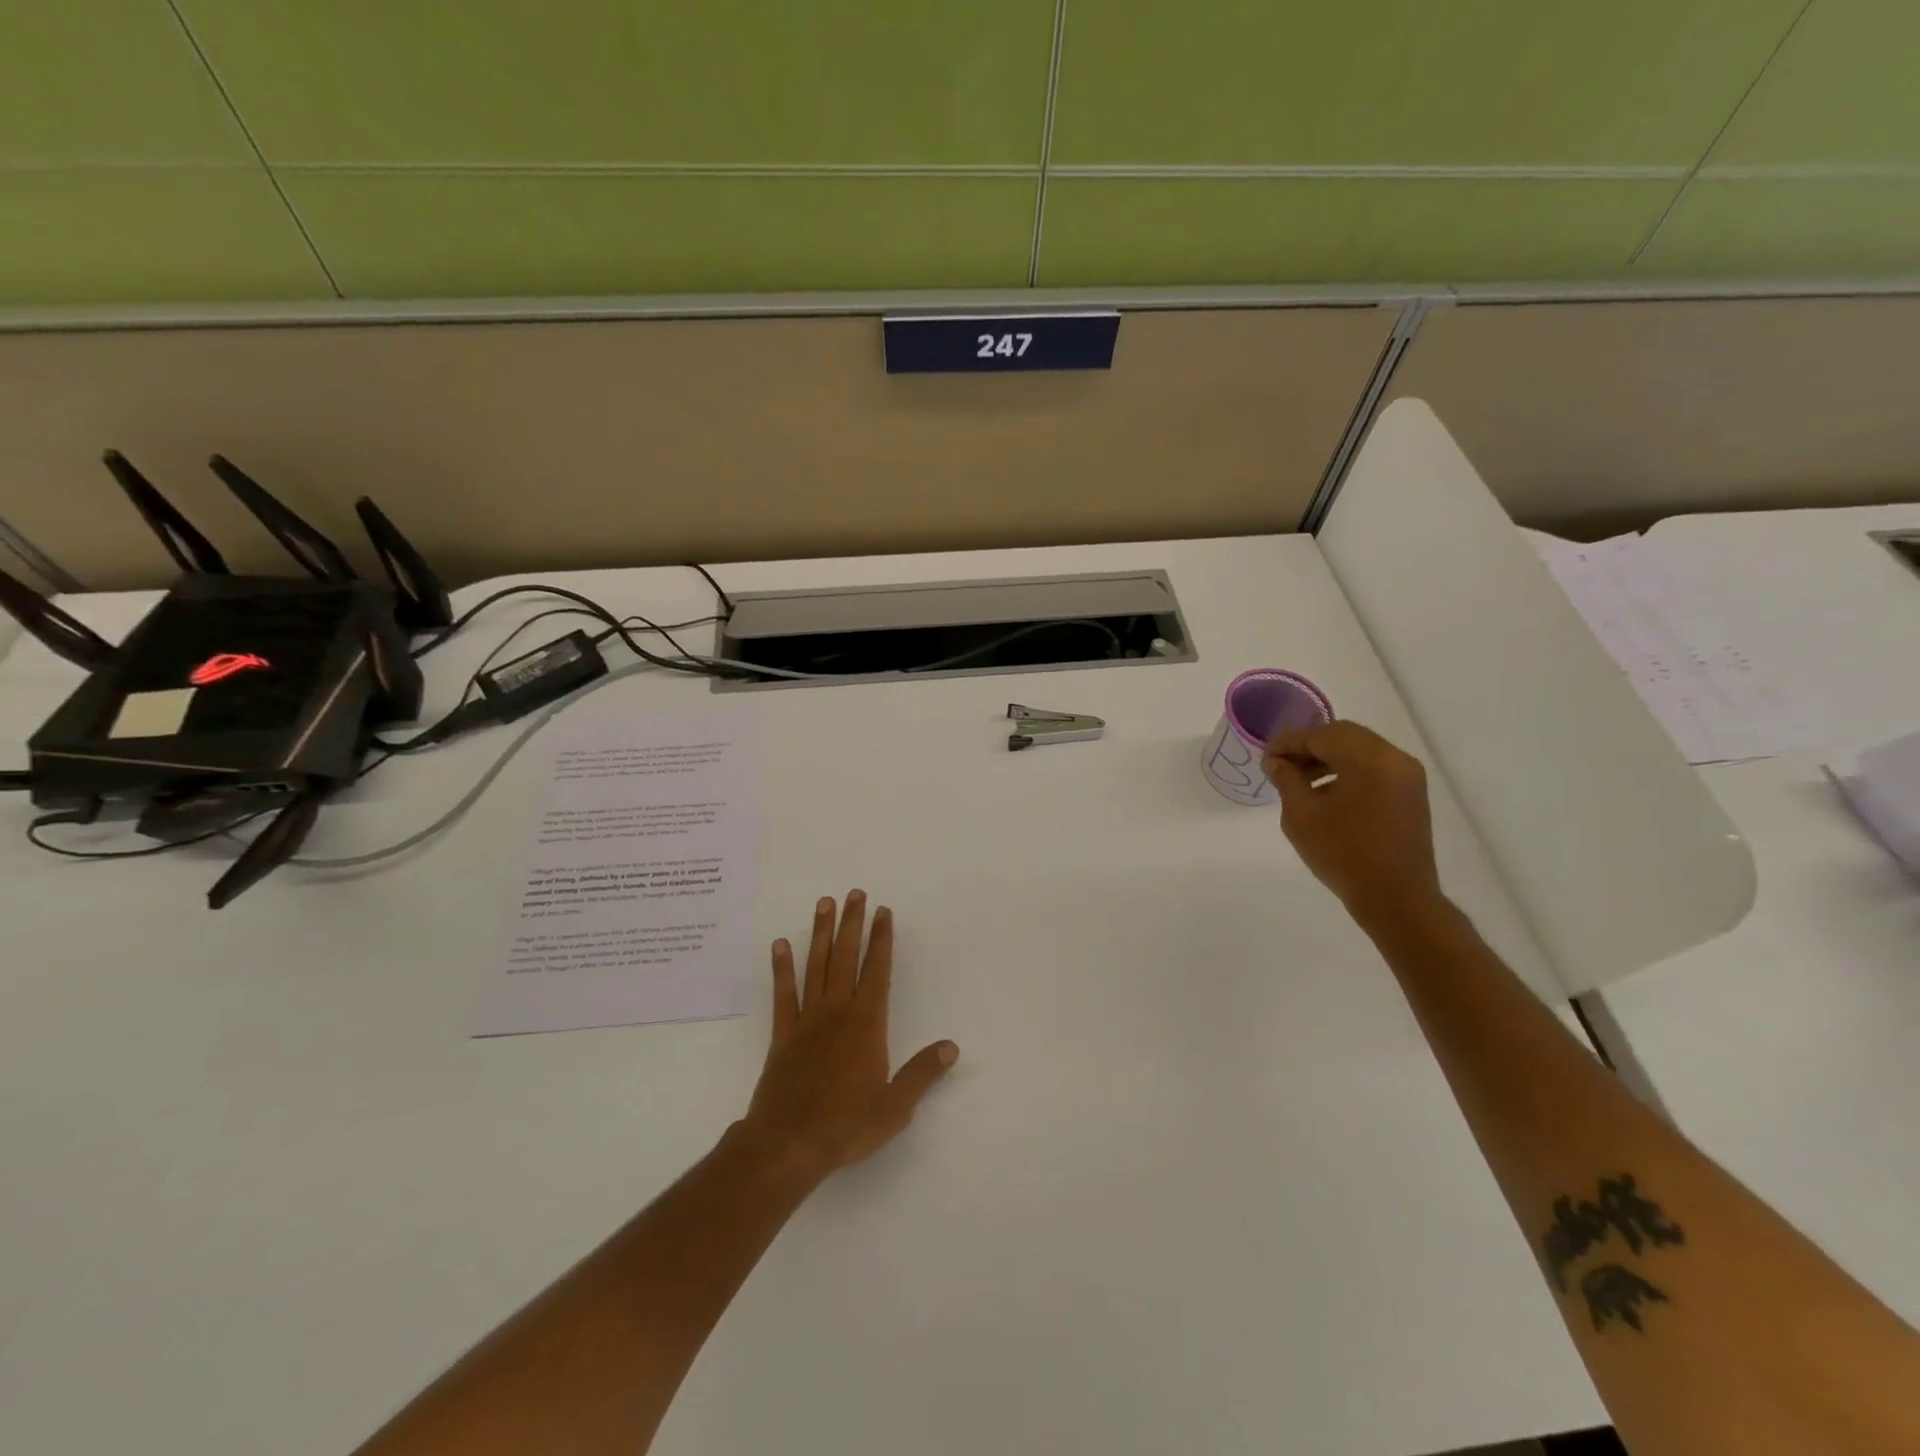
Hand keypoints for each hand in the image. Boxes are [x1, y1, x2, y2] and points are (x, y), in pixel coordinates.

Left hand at [738, 892, 958, 1184]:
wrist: (787, 1145)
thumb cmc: (846, 1126)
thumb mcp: (895, 1106)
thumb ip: (922, 1073)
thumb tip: (950, 1047)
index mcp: (867, 1024)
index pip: (878, 971)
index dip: (882, 940)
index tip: (884, 912)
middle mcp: (837, 1012)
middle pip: (847, 958)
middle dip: (853, 923)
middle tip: (855, 893)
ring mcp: (807, 1020)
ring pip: (816, 966)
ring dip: (821, 933)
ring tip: (824, 903)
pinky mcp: (782, 1035)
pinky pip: (783, 994)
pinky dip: (781, 968)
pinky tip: (780, 944)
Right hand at [1263, 721, 1443, 924]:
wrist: (1396, 898)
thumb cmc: (1343, 853)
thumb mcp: (1301, 815)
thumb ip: (1286, 779)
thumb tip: (1276, 762)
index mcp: (1369, 758)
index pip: (1321, 735)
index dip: (1289, 743)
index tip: (1266, 757)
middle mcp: (1394, 758)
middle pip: (1344, 737)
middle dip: (1309, 747)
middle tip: (1281, 765)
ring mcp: (1407, 777)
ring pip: (1360, 752)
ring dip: (1328, 759)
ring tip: (1300, 782)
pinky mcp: (1411, 795)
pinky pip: (1374, 770)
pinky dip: (1348, 772)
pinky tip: (1326, 794)